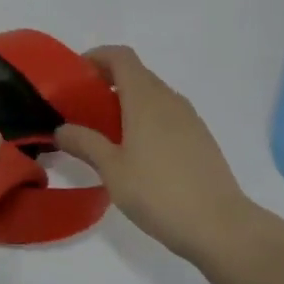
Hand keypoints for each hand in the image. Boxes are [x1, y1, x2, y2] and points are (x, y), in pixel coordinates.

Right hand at [56, 46, 259, 269]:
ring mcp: (190, 119)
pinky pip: (168, 115)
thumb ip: (85, 143)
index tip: (76, 75)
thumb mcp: (112, 170)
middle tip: (83, 108)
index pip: (121, 57)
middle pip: (136, 74)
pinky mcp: (201, 139)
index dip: (97, 57)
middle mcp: (169, 100)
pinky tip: (137, 153)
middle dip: (108, 82)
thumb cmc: (159, 193)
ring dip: (128, 102)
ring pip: (153, 95)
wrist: (221, 227)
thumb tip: (61, 128)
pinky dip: (147, 119)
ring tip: (107, 133)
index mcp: (145, 98)